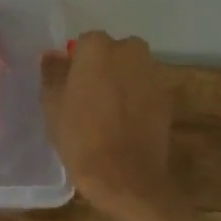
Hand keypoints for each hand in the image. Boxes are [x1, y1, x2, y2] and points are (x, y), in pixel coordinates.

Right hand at [41, 31, 175, 214]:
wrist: (125, 177)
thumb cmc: (80, 136)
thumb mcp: (52, 104)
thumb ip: (52, 72)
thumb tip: (53, 56)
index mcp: (98, 47)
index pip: (84, 44)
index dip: (77, 65)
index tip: (70, 87)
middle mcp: (130, 51)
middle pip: (113, 52)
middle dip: (103, 68)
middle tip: (88, 97)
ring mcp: (153, 73)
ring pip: (131, 70)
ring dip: (122, 82)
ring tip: (108, 113)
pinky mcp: (168, 98)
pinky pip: (146, 90)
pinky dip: (137, 100)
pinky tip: (126, 124)